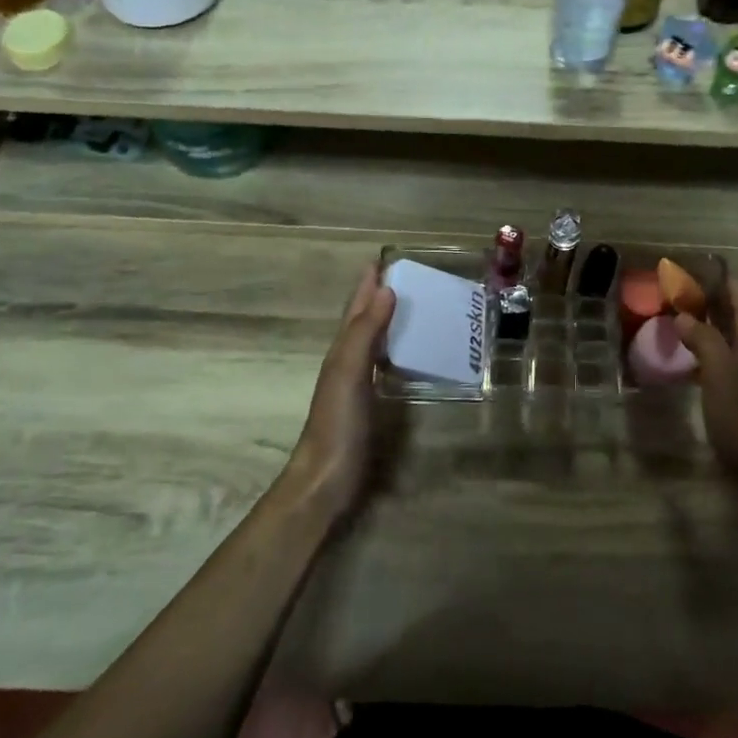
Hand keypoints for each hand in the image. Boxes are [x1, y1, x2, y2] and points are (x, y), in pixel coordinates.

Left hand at [286, 263, 396, 517]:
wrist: (325, 478)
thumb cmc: (337, 423)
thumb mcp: (349, 372)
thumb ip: (366, 332)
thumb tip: (386, 289)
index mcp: (342, 351)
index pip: (356, 309)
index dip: (367, 285)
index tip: (383, 259)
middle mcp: (347, 363)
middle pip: (362, 322)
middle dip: (378, 298)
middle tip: (406, 277)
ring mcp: (357, 385)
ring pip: (373, 343)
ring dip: (387, 322)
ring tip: (412, 306)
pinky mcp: (369, 405)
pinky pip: (383, 366)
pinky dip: (394, 352)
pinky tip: (408, 355)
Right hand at [676, 277, 737, 539]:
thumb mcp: (723, 377)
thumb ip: (705, 343)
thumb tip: (684, 315)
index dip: (732, 286)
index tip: (713, 267)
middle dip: (719, 308)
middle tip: (688, 294)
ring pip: (733, 353)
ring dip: (712, 337)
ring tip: (683, 328)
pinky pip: (727, 378)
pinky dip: (709, 366)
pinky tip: (692, 374)